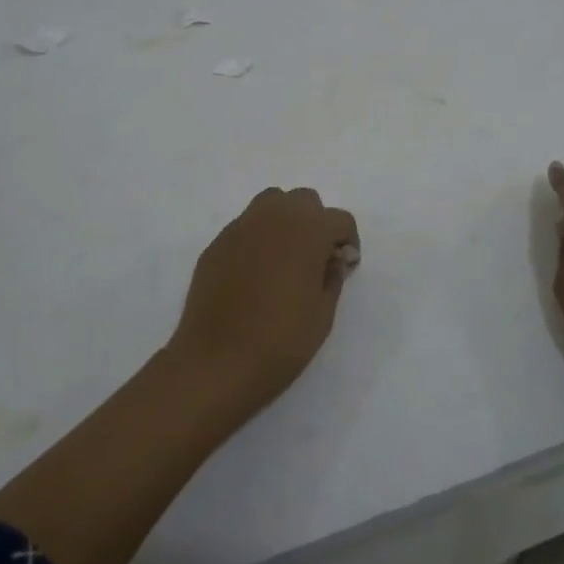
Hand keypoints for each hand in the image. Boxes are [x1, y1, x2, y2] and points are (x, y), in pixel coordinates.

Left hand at [168, 187, 360, 415]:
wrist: (216, 362)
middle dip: (315, 223)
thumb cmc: (281, 340)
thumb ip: (333, 276)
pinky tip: (254, 273)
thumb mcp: (323, 314)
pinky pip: (245, 227)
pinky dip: (257, 238)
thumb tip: (332, 258)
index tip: (344, 267)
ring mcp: (240, 227)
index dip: (348, 242)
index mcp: (308, 230)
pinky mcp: (216, 244)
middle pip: (304, 200)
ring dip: (284, 221)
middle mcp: (274, 217)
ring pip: (271, 203)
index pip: (340, 219)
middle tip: (315, 259)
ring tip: (284, 258)